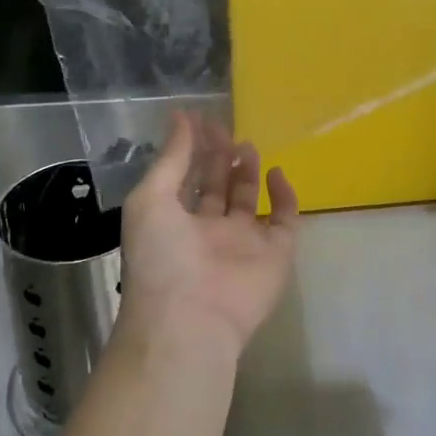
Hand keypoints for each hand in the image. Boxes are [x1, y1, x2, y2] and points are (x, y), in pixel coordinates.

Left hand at [117, 111, 299, 361]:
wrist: (190, 319)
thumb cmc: (160, 256)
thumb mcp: (151, 199)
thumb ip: (171, 158)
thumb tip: (181, 117)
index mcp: (174, 223)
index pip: (185, 180)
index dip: (191, 150)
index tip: (198, 119)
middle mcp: (208, 233)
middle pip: (217, 188)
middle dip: (219, 158)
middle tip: (224, 129)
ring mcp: (243, 244)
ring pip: (249, 201)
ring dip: (247, 173)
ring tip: (246, 144)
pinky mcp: (275, 255)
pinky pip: (285, 222)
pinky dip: (285, 197)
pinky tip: (276, 172)